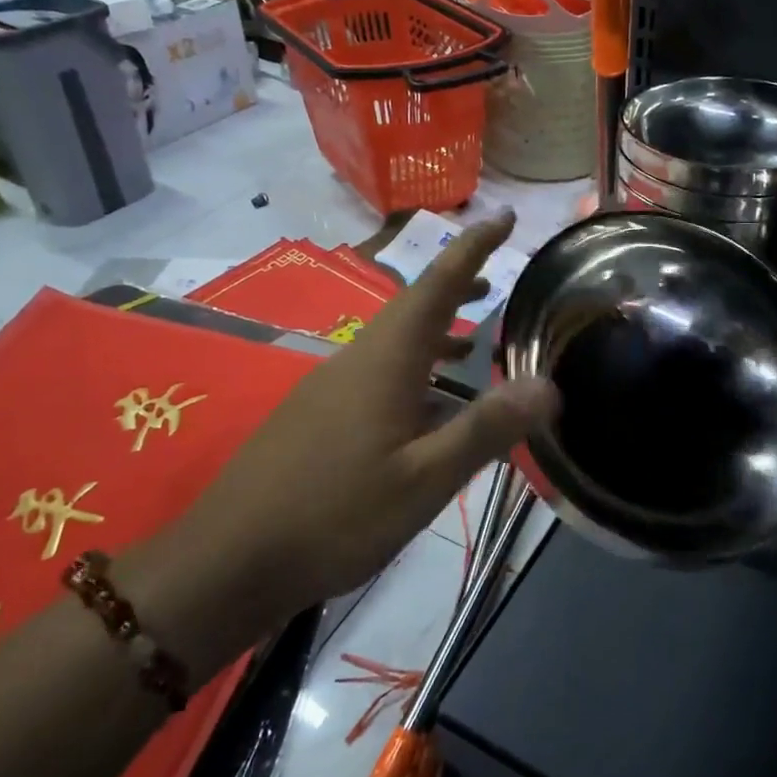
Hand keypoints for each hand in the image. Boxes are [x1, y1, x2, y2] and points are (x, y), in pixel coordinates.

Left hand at [142, 215, 558, 673]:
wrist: (227, 560)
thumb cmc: (335, 516)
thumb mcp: (424, 480)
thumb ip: (485, 429)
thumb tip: (548, 385)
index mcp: (386, 360)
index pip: (438, 284)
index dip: (473, 246)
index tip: (504, 216)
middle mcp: (356, 358)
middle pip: (413, 306)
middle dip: (456, 287)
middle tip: (496, 283)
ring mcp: (329, 385)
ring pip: (392, 341)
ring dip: (434, 332)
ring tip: (470, 347)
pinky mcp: (314, 414)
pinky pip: (375, 371)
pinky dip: (411, 369)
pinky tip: (421, 409)